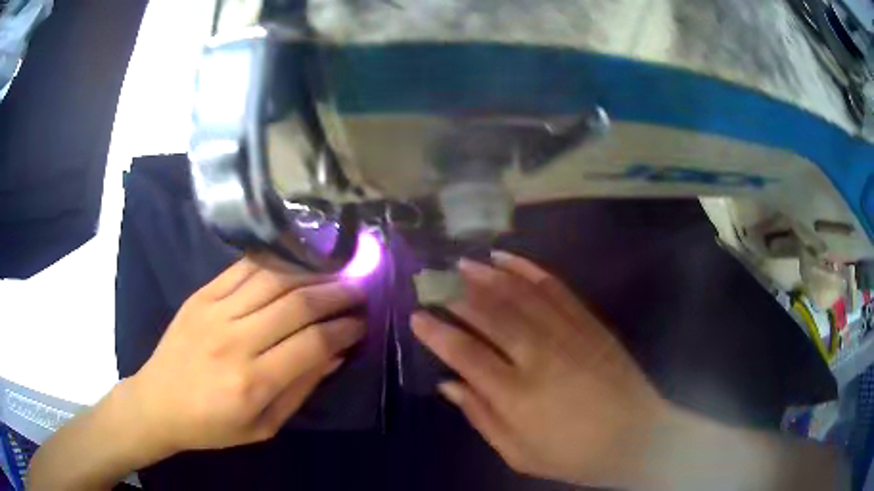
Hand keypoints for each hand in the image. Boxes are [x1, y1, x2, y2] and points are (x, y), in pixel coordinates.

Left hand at [124, 256, 365, 454]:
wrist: (158, 402)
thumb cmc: (212, 425)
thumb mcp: (263, 426)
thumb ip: (300, 389)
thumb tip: (335, 355)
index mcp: (252, 383)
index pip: (312, 344)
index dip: (345, 330)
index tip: (363, 323)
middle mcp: (235, 341)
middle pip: (297, 305)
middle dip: (337, 294)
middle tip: (360, 288)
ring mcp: (214, 312)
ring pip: (273, 279)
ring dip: (311, 273)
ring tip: (334, 272)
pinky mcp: (201, 295)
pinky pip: (243, 268)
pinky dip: (274, 261)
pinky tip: (294, 261)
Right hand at [412, 252, 670, 488]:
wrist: (637, 436)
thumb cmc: (574, 454)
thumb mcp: (519, 453)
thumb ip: (481, 417)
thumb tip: (448, 385)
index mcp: (517, 395)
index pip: (465, 353)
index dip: (437, 332)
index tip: (418, 317)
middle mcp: (539, 357)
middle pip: (490, 314)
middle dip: (457, 294)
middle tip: (434, 280)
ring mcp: (568, 334)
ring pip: (519, 295)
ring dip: (488, 275)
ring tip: (463, 263)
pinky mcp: (589, 323)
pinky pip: (555, 289)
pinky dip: (529, 270)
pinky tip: (509, 259)